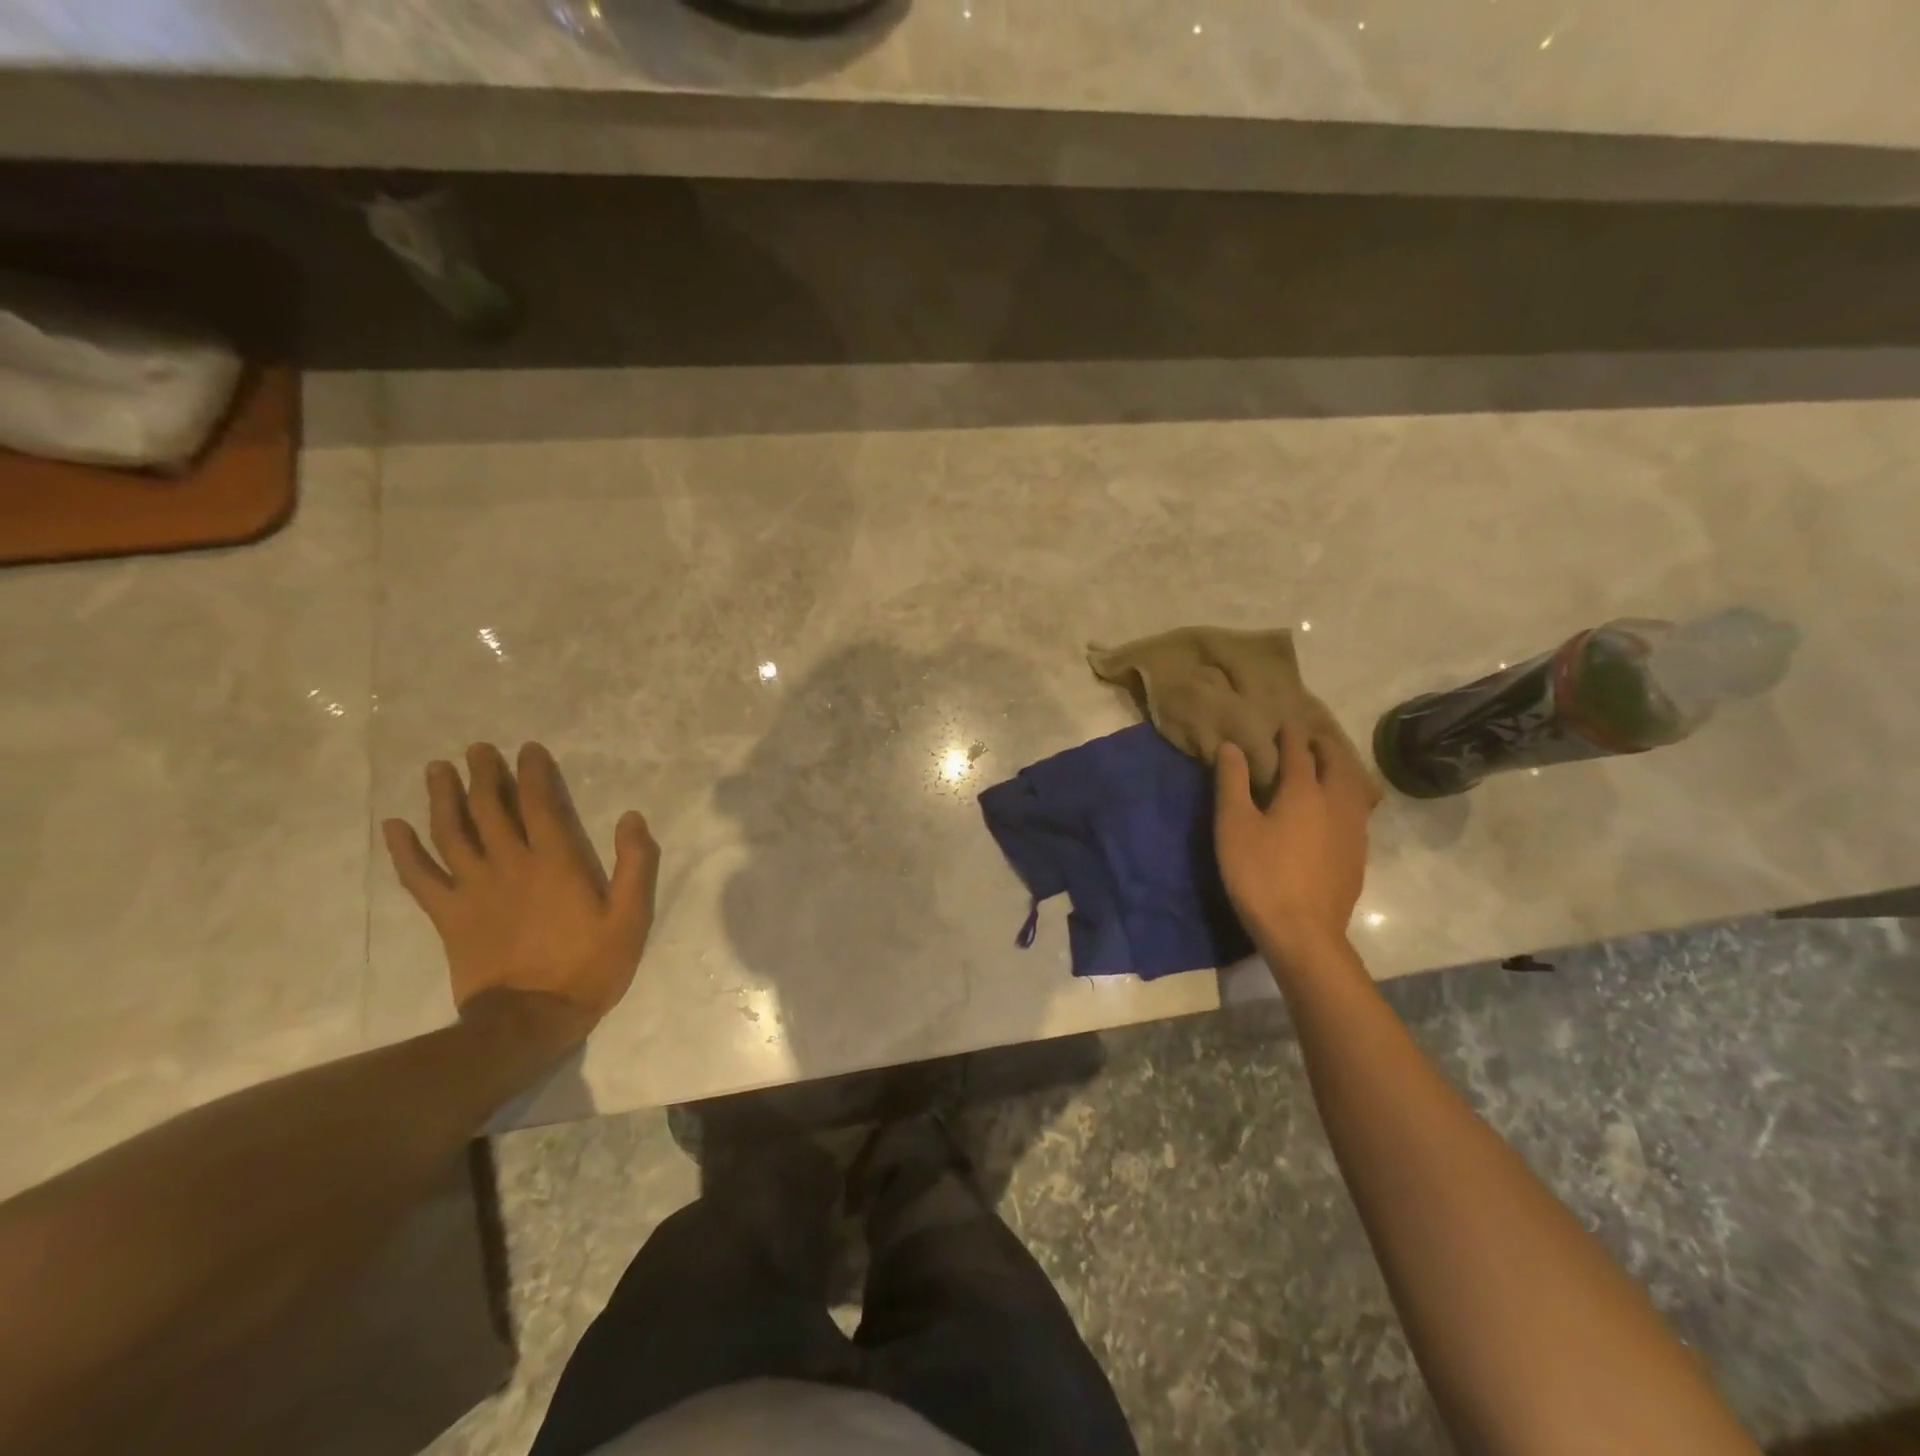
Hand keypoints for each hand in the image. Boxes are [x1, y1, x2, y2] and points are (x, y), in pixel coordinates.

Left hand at [382, 742, 658, 1042]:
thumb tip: (632, 817)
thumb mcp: (630, 917)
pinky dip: (404, 850)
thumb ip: (635, 864)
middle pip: (490, 809)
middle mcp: (510, 865)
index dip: (533, 774)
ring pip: (452, 832)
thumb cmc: (588, 966)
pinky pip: (420, 877)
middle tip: (477, 749)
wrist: (529, 1020)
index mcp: (555, 863)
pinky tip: (393, 826)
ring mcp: (473, 889)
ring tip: (438, 769)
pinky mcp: (449, 915)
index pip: (540, 805)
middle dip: (485, 775)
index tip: (527, 749)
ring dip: (444, 797)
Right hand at [1214, 730, 1372, 971]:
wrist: (1303, 932)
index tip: (1285, 722)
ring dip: (1341, 768)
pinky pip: (1358, 809)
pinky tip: (1338, 807)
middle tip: (1311, 738)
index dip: (1291, 735)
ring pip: (1355, 786)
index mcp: (1304, 791)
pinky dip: (1349, 793)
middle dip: (1325, 746)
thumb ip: (1232, 783)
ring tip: (1328, 765)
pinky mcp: (1358, 854)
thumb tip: (1232, 746)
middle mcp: (1336, 803)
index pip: (1300, 752)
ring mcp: (1353, 830)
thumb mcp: (1233, 827)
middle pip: (1338, 763)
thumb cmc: (1260, 875)